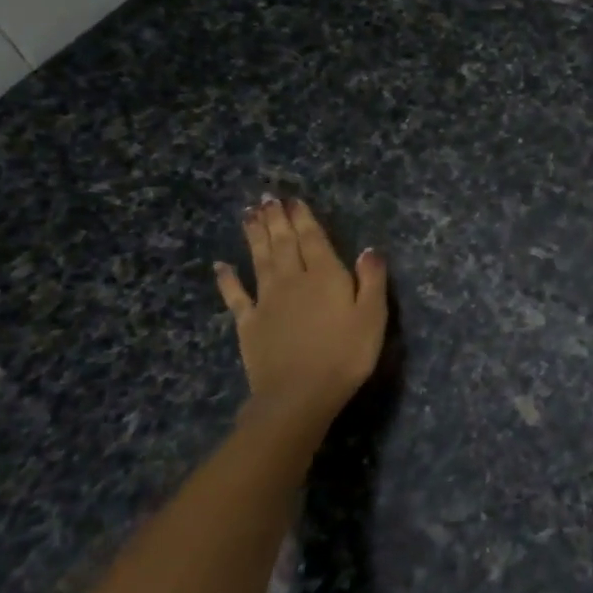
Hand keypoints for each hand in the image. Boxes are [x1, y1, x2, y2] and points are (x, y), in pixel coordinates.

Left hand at [214, 198, 388, 422]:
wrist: (299, 394)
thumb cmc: (345, 355)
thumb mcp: (372, 317)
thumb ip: (371, 280)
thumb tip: (370, 249)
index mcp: (325, 276)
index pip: (313, 239)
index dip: (303, 218)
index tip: (293, 200)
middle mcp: (293, 280)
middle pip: (283, 243)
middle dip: (276, 219)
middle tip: (267, 198)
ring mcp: (267, 301)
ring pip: (259, 259)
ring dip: (255, 235)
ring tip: (249, 214)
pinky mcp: (248, 323)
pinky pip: (235, 295)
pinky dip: (227, 278)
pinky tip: (220, 265)